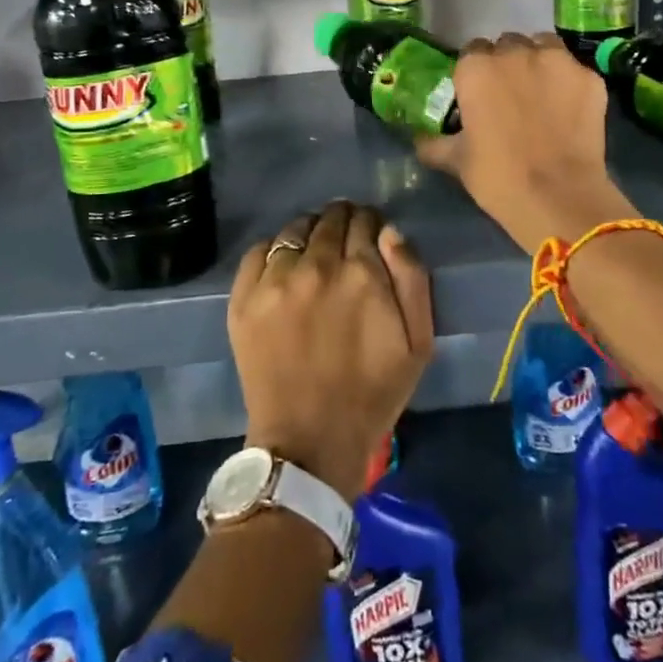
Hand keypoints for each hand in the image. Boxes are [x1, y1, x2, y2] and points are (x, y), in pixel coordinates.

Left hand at [229, 201, 434, 501]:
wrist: (309, 443)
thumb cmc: (372, 394)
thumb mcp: (418, 343)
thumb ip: (412, 278)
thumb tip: (390, 231)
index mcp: (362, 273)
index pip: (365, 221)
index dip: (370, 224)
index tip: (371, 235)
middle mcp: (317, 266)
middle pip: (330, 219)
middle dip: (342, 222)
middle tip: (345, 241)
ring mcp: (275, 281)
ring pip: (295, 229)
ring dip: (310, 231)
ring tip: (313, 250)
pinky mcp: (244, 298)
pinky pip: (258, 250)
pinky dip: (274, 249)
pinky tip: (283, 266)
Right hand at [416, 32, 639, 252]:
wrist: (558, 197)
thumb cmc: (498, 177)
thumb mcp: (456, 161)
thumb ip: (435, 142)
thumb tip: (419, 139)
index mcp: (476, 68)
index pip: (472, 52)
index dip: (476, 72)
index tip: (480, 93)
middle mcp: (515, 53)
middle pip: (508, 44)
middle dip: (508, 63)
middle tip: (510, 94)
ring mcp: (558, 61)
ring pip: (544, 46)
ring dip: (539, 61)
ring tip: (541, 92)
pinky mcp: (590, 77)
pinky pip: (574, 70)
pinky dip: (569, 83)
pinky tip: (569, 108)